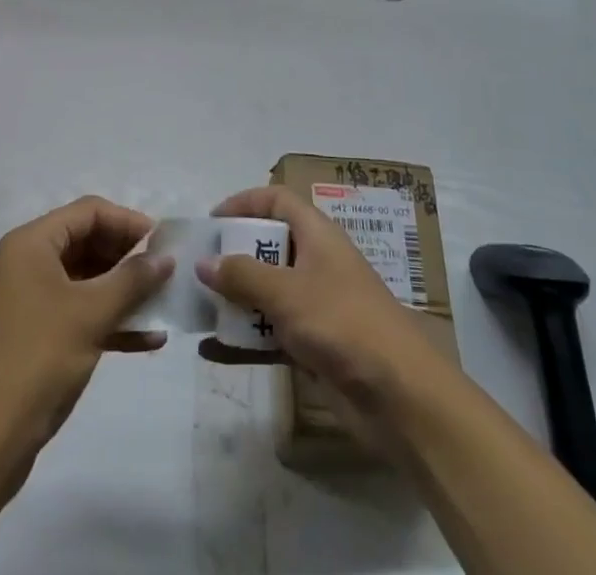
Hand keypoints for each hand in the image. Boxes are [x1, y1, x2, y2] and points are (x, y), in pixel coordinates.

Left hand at [0, 196, 172, 467]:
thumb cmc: (38, 361)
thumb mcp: (92, 314)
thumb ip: (133, 279)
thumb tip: (166, 256)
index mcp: (29, 244)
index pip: (88, 212)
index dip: (128, 222)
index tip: (163, 243)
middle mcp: (22, 263)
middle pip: (85, 242)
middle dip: (127, 257)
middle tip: (164, 273)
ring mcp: (23, 301)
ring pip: (82, 280)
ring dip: (121, 291)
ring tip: (161, 304)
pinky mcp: (27, 336)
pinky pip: (73, 312)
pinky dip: (105, 320)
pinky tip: (146, 339)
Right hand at [197, 186, 441, 410]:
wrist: (399, 394)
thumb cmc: (342, 322)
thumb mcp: (287, 293)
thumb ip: (243, 275)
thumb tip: (203, 261)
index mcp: (317, 235)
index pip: (278, 201)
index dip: (245, 203)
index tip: (211, 222)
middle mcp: (316, 263)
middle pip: (269, 247)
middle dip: (233, 256)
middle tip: (198, 270)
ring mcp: (316, 306)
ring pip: (267, 293)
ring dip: (234, 301)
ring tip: (197, 310)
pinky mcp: (314, 346)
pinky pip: (270, 334)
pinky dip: (244, 340)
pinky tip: (212, 352)